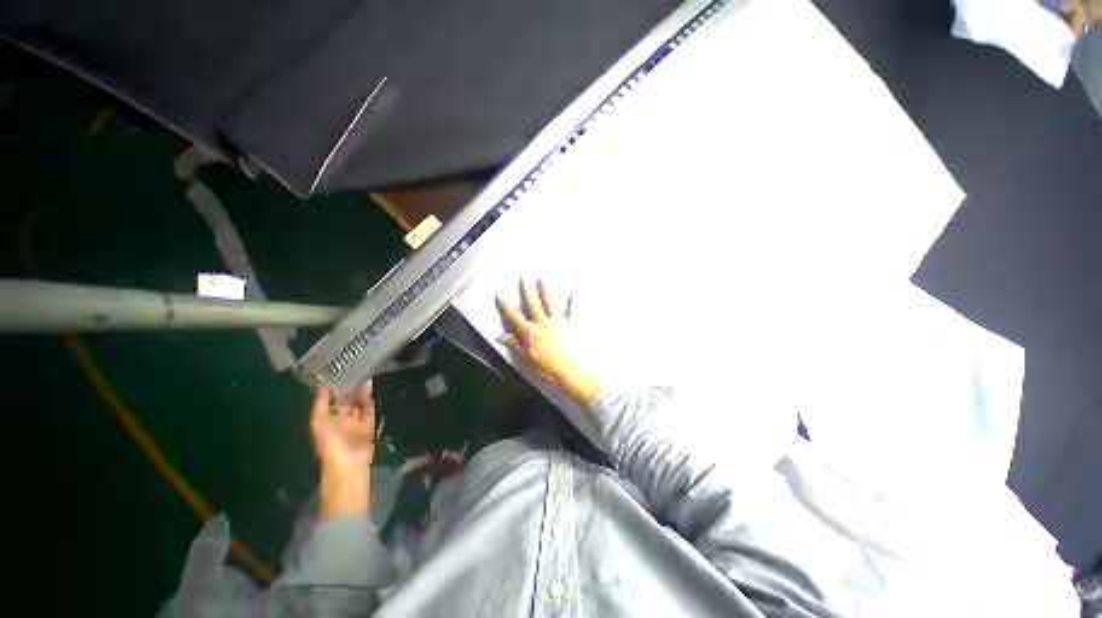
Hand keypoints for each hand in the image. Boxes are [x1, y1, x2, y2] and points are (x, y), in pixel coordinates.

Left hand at [310, 383, 374, 517]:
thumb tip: (322, 385)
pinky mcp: (368, 425)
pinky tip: (368, 387)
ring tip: (362, 375)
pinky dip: (368, 399)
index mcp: (325, 420)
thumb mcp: (318, 422)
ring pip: (357, 403)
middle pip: (344, 400)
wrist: (348, 463)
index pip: (329, 400)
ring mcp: (355, 422)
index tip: (336, 371)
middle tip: (353, 370)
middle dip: (348, 387)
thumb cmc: (329, 442)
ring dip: (359, 391)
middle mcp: (339, 420)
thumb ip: (320, 403)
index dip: (332, 387)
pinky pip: (368, 409)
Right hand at [496, 278, 601, 404]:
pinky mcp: (569, 325)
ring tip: (542, 279)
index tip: (500, 294)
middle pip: (533, 304)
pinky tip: (574, 294)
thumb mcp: (526, 357)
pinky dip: (572, 304)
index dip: (506, 305)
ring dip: (545, 291)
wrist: (569, 370)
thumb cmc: (546, 367)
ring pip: (550, 304)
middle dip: (527, 290)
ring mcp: (556, 322)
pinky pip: (571, 312)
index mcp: (529, 332)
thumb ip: (514, 344)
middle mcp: (542, 323)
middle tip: (524, 277)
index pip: (514, 316)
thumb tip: (499, 336)